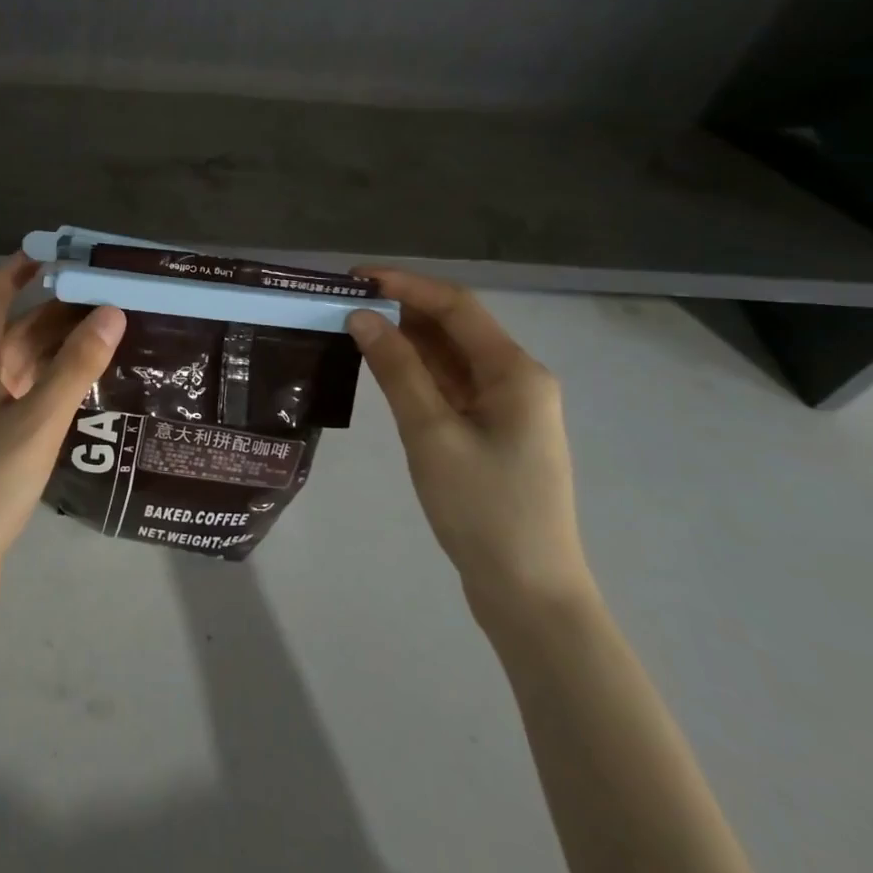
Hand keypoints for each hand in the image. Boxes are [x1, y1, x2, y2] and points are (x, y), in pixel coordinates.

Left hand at [0, 255, 124, 614]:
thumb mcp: (37, 422)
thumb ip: (75, 367)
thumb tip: (111, 310)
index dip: (19, 270)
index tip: (57, 252)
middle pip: (13, 330)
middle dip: (54, 309)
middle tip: (106, 293)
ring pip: (21, 365)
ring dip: (57, 347)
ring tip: (107, 332)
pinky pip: (24, 395)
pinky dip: (52, 382)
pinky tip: (85, 387)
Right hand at [345, 269, 592, 631]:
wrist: (529, 594)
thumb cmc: (484, 509)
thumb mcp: (431, 433)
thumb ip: (397, 369)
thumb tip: (362, 316)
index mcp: (515, 372)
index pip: (455, 306)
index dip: (405, 284)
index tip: (354, 278)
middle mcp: (516, 380)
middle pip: (454, 327)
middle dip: (401, 308)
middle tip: (344, 302)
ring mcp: (506, 408)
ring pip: (450, 356)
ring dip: (406, 339)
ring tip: (353, 327)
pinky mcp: (491, 432)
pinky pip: (450, 385)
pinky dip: (416, 370)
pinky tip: (381, 367)